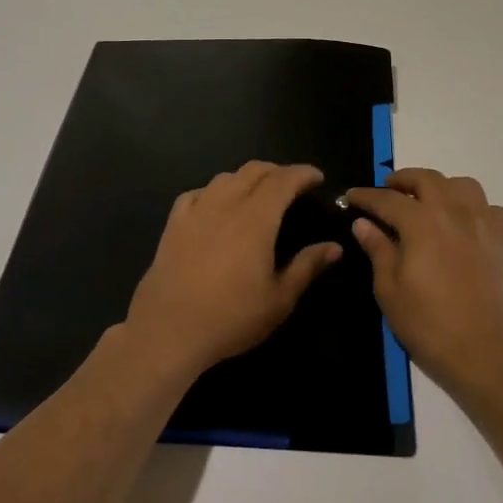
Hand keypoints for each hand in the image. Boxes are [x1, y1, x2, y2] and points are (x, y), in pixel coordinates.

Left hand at [124, 162, 343, 382]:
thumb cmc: (231, 318)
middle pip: (253, 171)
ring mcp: (195, 213)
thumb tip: (334, 247)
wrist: (168, 331)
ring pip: (224, 178)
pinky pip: (195, 194)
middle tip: (292, 185)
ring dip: (246, 178)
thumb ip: (307, 267)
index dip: (303, 173)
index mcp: (255, 219)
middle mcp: (225, 205)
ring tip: (257, 193)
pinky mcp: (172, 225)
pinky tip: (215, 205)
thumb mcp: (279, 299)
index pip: (283, 180)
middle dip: (277, 171)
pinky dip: (212, 192)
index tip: (317, 178)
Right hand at [344, 169, 502, 410]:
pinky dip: (471, 207)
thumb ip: (378, 250)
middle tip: (388, 189)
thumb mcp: (390, 291)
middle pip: (427, 179)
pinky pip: (489, 208)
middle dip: (403, 180)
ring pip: (463, 185)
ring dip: (440, 186)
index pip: (387, 199)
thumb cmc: (431, 326)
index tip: (351, 197)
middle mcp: (455, 212)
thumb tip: (364, 223)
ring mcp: (485, 224)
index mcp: (422, 223)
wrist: (490, 354)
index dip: (366, 196)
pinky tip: (464, 224)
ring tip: (429, 200)